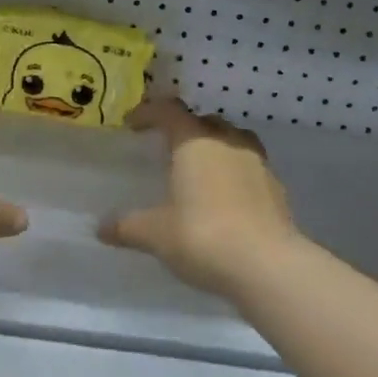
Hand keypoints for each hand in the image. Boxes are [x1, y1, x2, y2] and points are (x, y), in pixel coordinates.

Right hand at [98, 100, 299, 298]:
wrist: (267, 265)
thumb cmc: (202, 236)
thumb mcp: (156, 234)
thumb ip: (128, 226)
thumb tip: (101, 228)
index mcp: (195, 142)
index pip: (169, 111)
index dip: (149, 112)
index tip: (133, 124)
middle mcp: (229, 143)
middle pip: (205, 122)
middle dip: (185, 129)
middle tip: (167, 149)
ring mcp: (258, 163)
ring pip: (233, 142)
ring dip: (215, 148)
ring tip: (199, 171)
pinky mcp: (276, 189)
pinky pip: (250, 169)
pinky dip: (234, 175)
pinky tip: (225, 200)